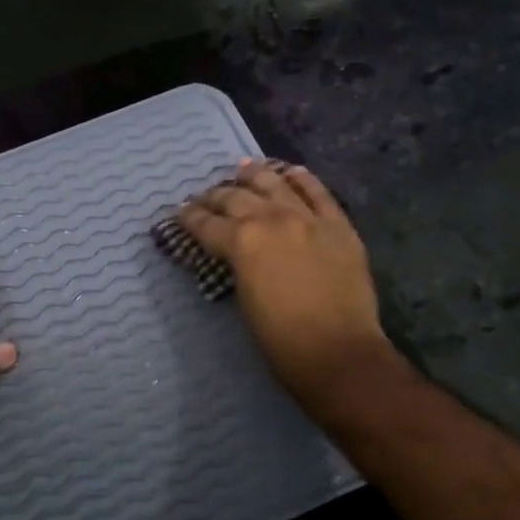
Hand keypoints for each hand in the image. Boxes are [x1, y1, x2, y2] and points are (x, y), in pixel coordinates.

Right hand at [178, 161, 392, 405]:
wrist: (338, 352)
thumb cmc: (281, 339)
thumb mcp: (244, 298)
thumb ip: (237, 266)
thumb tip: (234, 253)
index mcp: (243, 242)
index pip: (207, 223)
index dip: (189, 218)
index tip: (180, 213)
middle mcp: (272, 220)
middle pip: (237, 198)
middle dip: (216, 195)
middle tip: (205, 197)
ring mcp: (309, 219)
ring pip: (276, 184)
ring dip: (256, 175)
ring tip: (243, 168)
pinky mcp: (339, 226)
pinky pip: (319, 193)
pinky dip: (303, 180)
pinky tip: (292, 172)